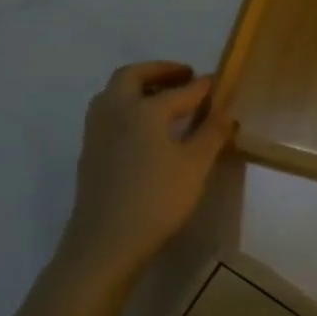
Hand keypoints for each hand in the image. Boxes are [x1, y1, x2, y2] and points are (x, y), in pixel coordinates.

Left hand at [57, 61, 236, 285]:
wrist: (104, 244)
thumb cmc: (156, 201)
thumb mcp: (195, 166)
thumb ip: (212, 133)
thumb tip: (227, 110)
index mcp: (144, 110)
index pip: (180, 90)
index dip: (201, 85)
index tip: (218, 82)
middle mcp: (116, 111)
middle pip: (132, 76)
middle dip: (159, 71)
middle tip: (184, 76)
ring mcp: (97, 132)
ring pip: (113, 93)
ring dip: (138, 87)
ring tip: (163, 98)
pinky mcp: (89, 153)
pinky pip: (108, 114)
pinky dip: (126, 107)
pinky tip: (144, 129)